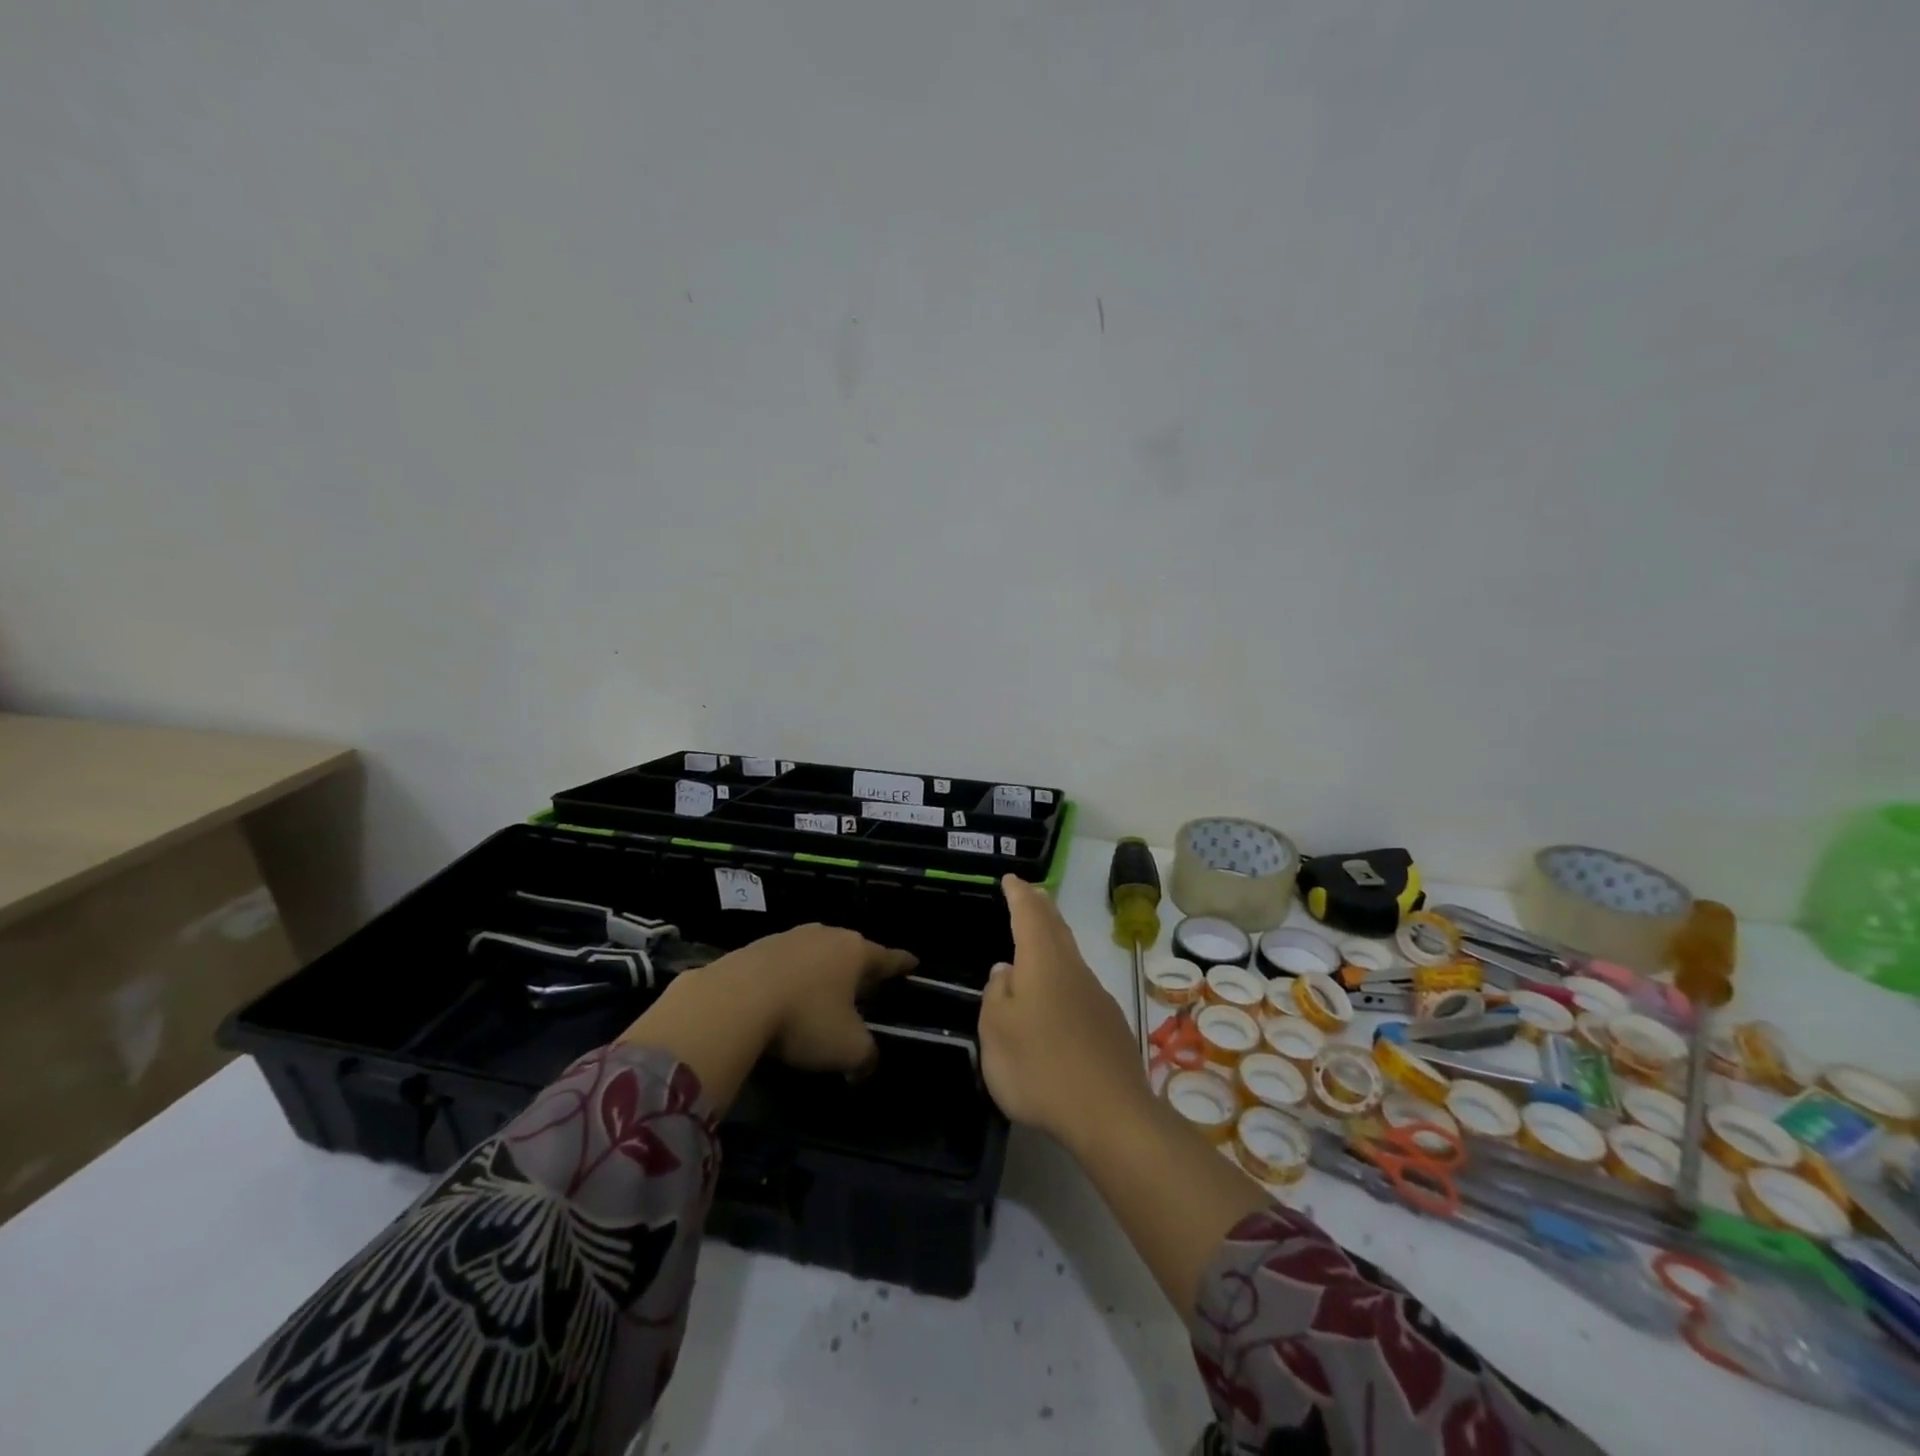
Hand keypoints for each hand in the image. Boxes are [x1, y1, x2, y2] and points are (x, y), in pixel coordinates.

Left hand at [703, 924, 916, 1076]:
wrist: (732, 1002)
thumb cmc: (804, 1019)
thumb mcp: (847, 1049)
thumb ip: (866, 1057)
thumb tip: (865, 1066)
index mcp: (855, 952)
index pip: (888, 957)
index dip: (903, 963)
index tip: (914, 963)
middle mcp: (825, 935)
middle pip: (850, 949)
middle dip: (858, 966)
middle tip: (864, 984)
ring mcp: (788, 937)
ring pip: (815, 952)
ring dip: (820, 971)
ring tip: (820, 992)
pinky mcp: (754, 947)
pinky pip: (782, 962)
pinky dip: (788, 977)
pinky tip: (780, 997)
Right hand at [980, 875, 1150, 1145]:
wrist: (1110, 1114)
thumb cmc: (1040, 1067)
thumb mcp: (996, 1032)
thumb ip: (996, 995)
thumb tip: (1005, 971)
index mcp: (1042, 962)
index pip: (1028, 913)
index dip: (1018, 894)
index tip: (1010, 879)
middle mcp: (1073, 969)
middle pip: (1056, 927)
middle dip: (1041, 907)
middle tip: (1029, 893)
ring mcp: (1096, 996)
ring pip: (1071, 954)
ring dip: (1054, 938)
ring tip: (1040, 936)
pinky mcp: (1110, 1024)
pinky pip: (1080, 984)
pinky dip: (1064, 973)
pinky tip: (1058, 995)